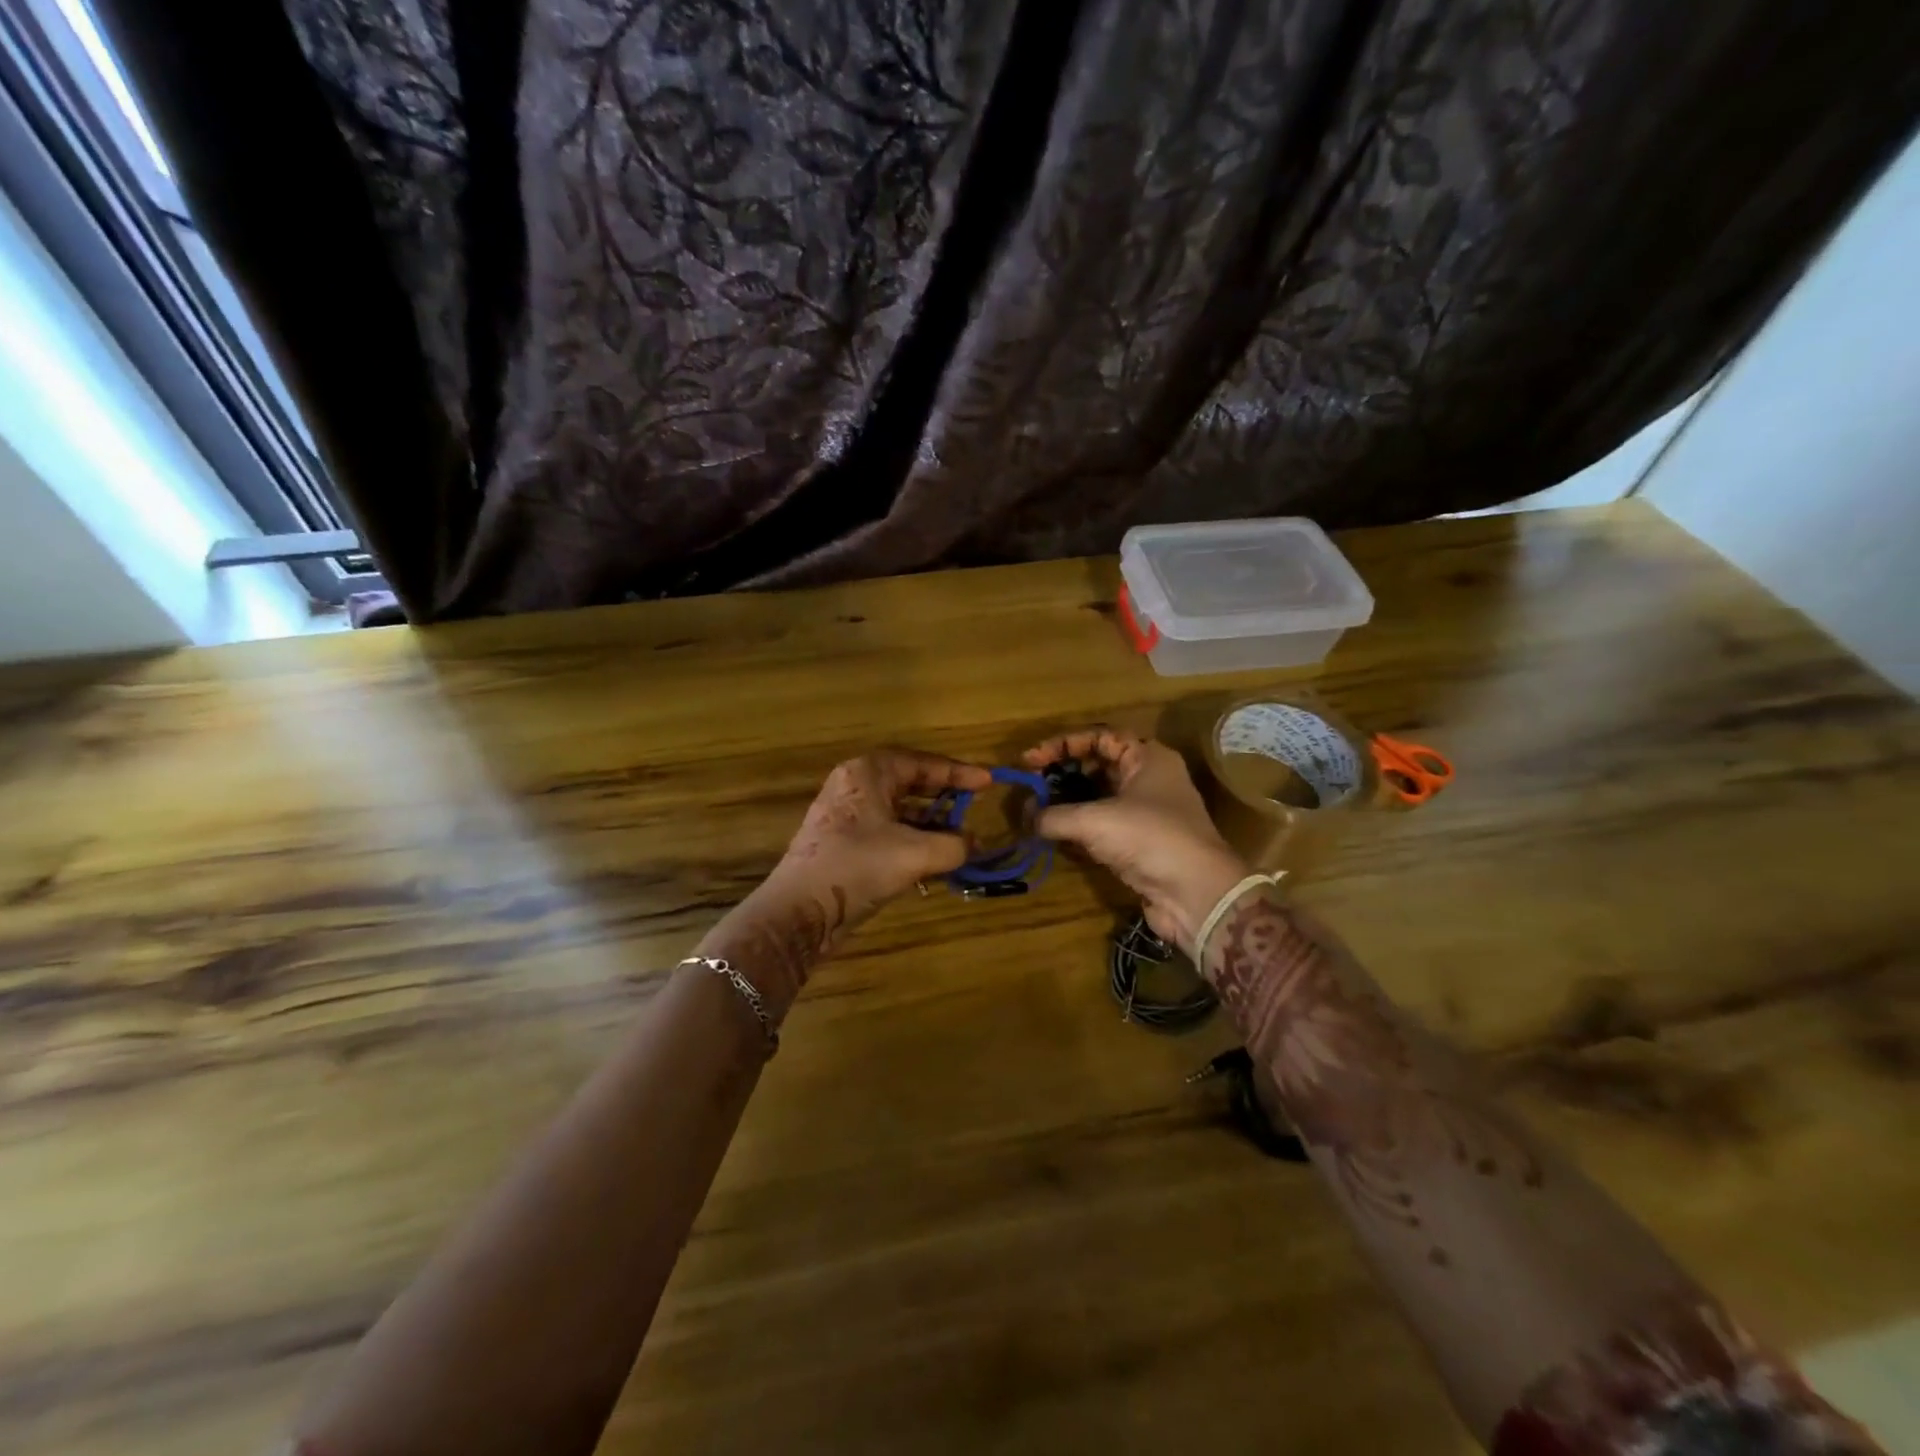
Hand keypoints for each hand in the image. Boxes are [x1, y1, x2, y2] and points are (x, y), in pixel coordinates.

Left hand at [772, 749, 990, 926]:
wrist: (800, 911)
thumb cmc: (859, 866)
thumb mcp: (916, 853)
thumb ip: (954, 844)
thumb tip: (974, 844)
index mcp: (868, 772)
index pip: (922, 763)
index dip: (958, 772)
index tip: (988, 781)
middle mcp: (855, 786)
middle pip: (910, 783)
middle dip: (945, 797)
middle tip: (975, 805)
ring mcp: (847, 816)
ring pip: (899, 811)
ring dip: (931, 825)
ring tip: (962, 839)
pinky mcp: (844, 844)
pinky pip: (888, 833)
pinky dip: (913, 842)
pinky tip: (935, 861)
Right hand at [1023, 728, 1248, 954]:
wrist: (1196, 894)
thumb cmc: (1150, 838)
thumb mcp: (1095, 820)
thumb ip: (1054, 815)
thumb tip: (1025, 817)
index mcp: (1147, 757)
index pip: (1099, 737)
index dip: (1062, 745)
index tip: (1030, 760)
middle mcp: (1148, 779)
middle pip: (1097, 765)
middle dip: (1061, 774)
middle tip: (1030, 785)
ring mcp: (1145, 813)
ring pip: (1098, 797)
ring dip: (1067, 803)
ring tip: (1034, 810)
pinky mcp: (1140, 843)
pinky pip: (1102, 826)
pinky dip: (1078, 828)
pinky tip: (1053, 835)